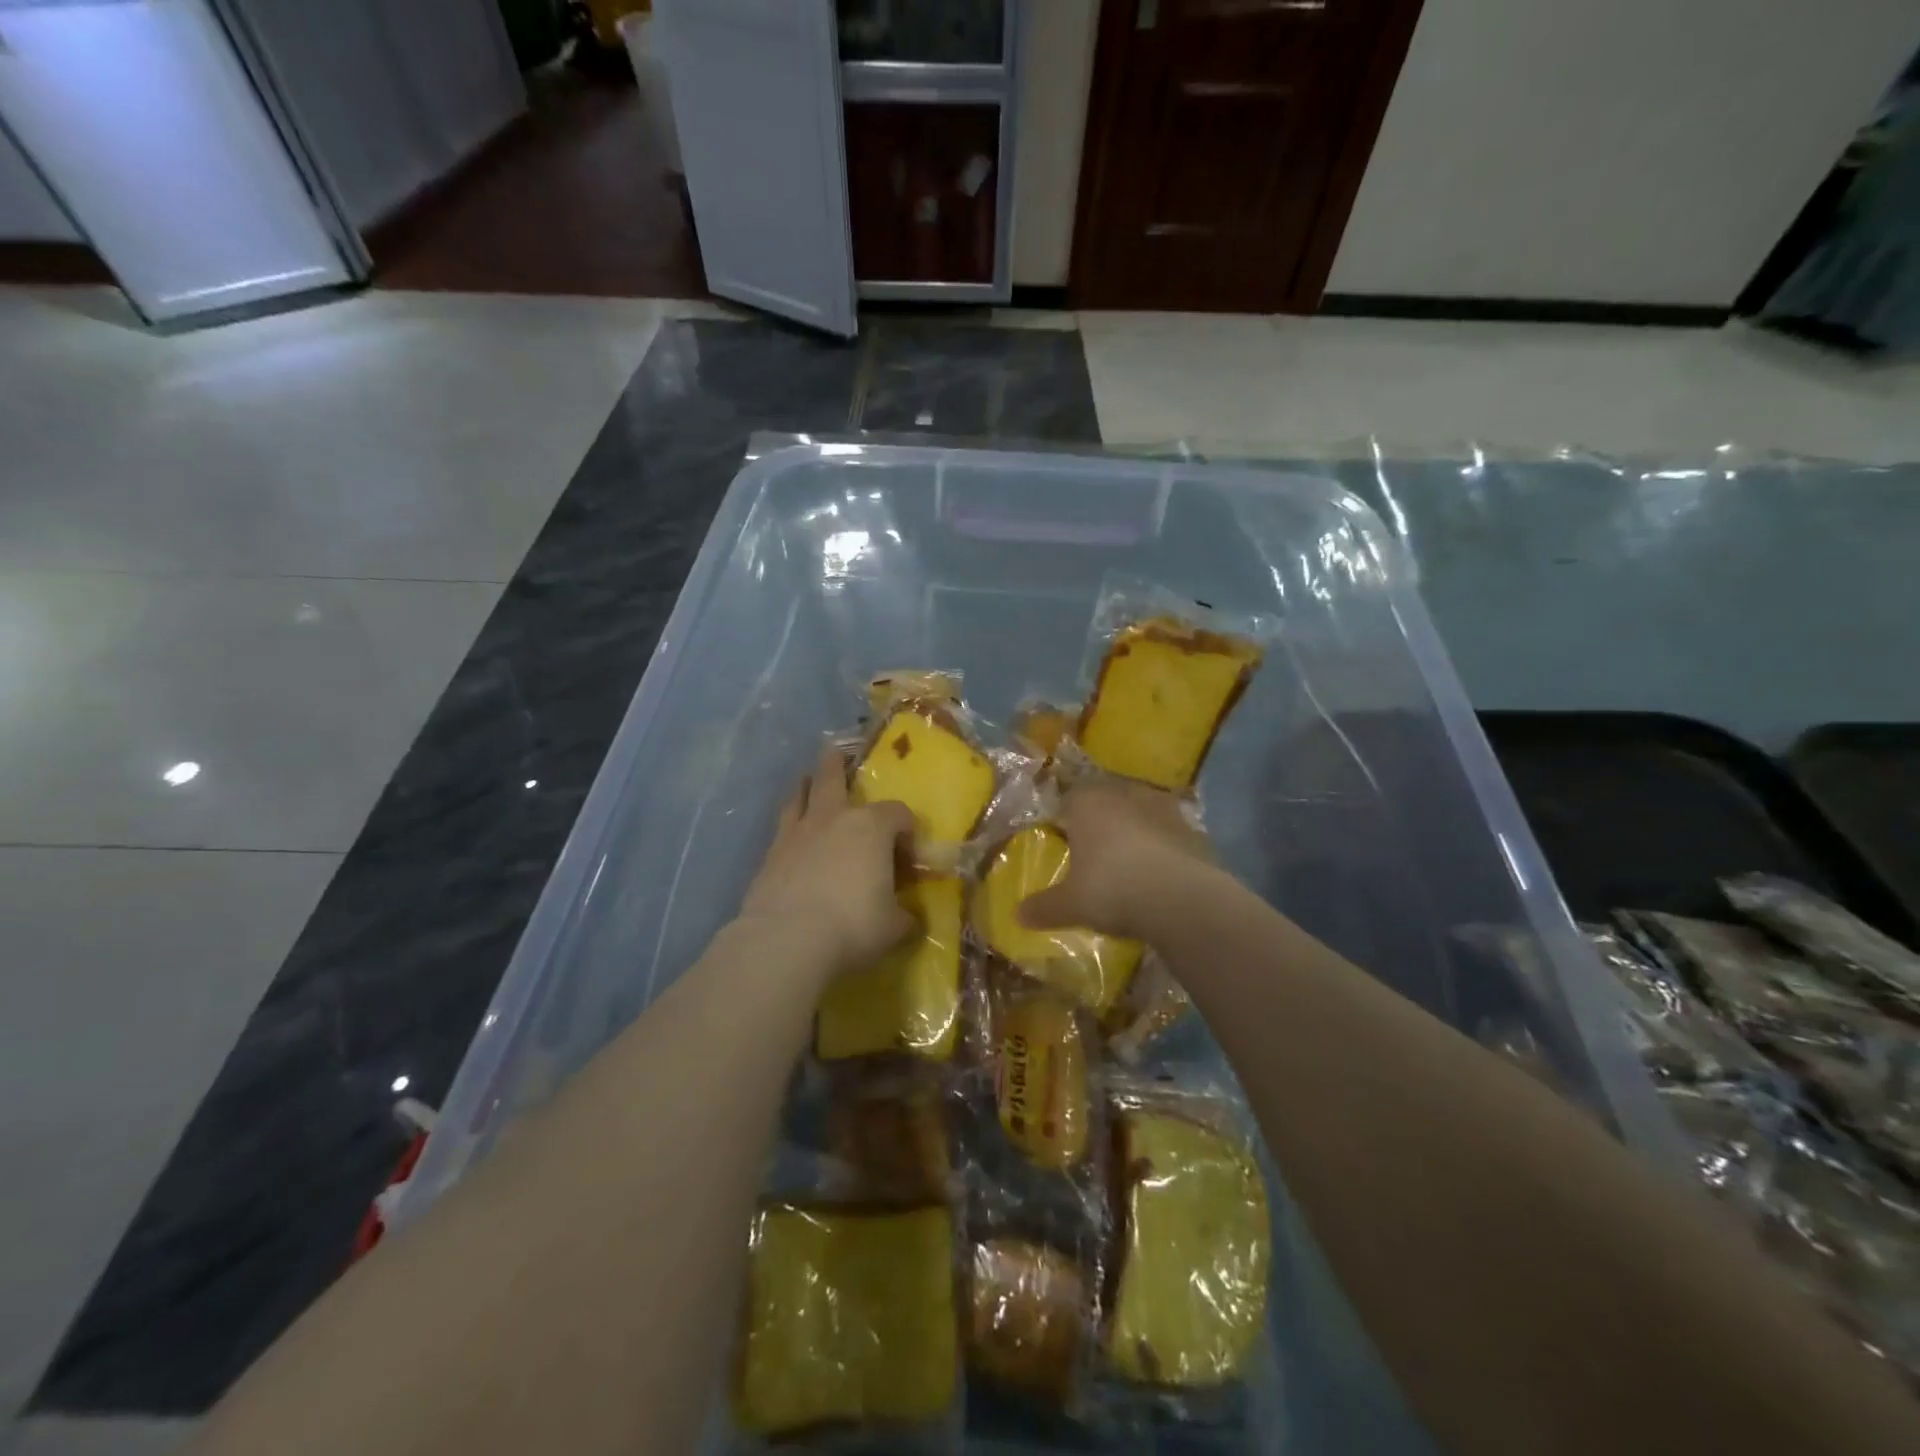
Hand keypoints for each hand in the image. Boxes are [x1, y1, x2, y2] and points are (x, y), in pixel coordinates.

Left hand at [738, 748, 915, 978]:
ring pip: (801, 797)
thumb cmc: (853, 925)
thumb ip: (903, 917)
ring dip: (805, 786)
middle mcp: (833, 819)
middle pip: (834, 780)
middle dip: (836, 766)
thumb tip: (907, 919)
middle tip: (835, 753)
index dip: (907, 830)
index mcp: (871, 828)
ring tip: (804, 780)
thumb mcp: (893, 927)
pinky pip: (782, 827)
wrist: (787, 940)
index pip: (897, 814)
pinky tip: (790, 835)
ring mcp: (797, 833)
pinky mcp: (770, 854)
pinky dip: (789, 823)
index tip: (907, 853)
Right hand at [1017, 779, 1214, 940]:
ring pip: (1138, 815)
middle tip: (1093, 857)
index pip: (1067, 802)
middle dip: (1099, 825)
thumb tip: (1017, 915)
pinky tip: (1159, 876)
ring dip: (1133, 833)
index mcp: (1087, 802)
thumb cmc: (1112, 889)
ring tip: (1128, 866)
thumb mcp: (1070, 905)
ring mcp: (1163, 807)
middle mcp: (1124, 793)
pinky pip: (1168, 834)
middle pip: (1105, 804)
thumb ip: (1044, 907)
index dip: (1063, 823)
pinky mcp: (1193, 827)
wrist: (1182, 899)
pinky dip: (1162, 849)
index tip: (1062, 846)